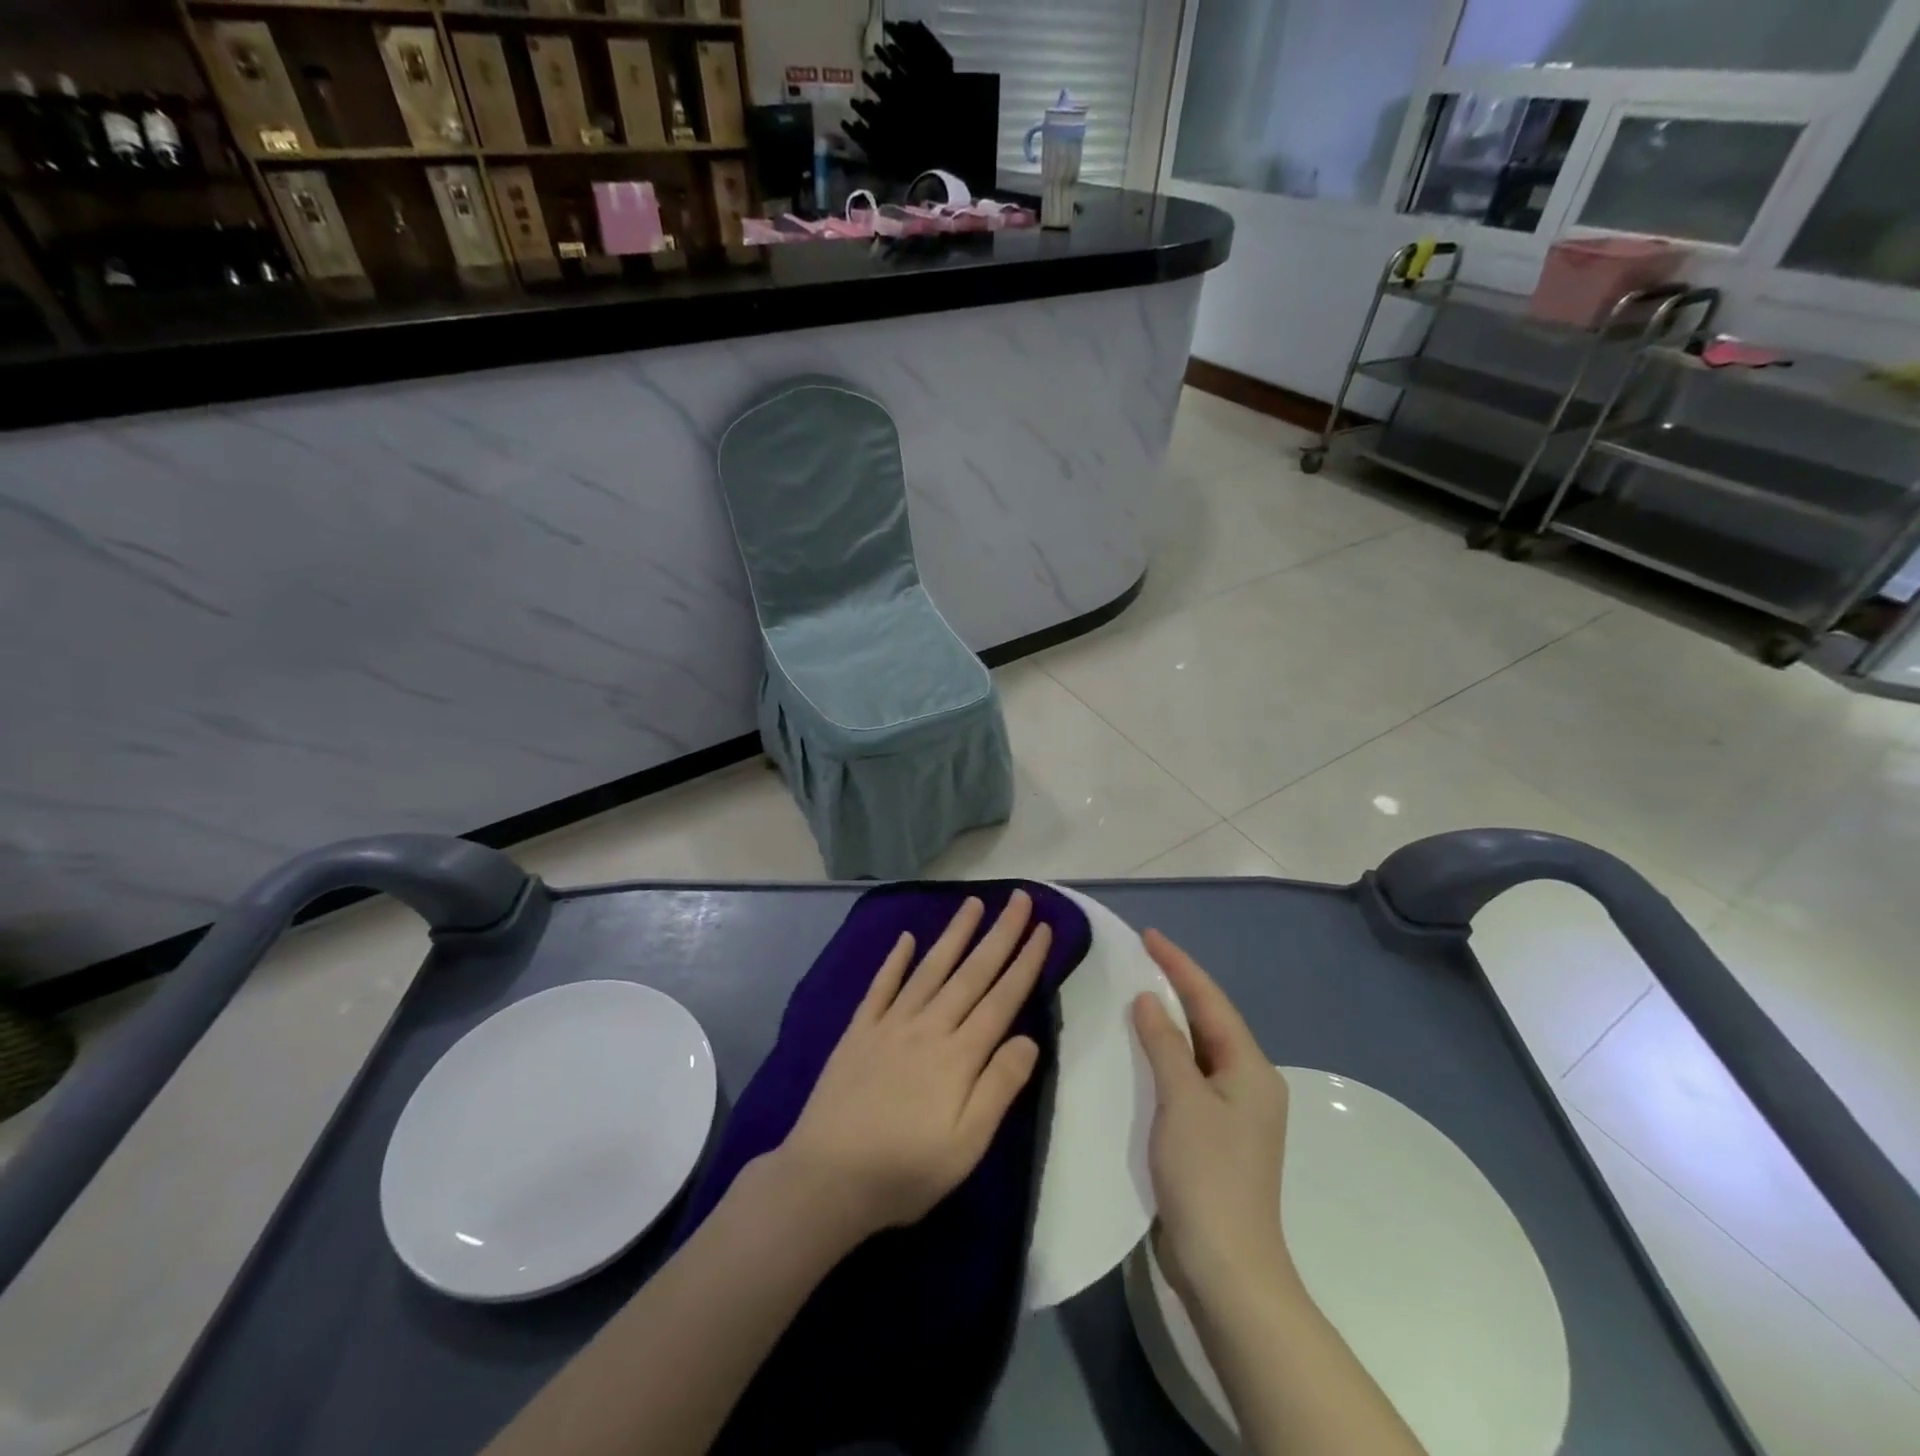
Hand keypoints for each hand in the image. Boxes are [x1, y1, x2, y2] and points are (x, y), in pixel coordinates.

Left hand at [772, 891, 1052, 1245]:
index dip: (1024, 962)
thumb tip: (1029, 1038)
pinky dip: (894, 960)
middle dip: (999, 933)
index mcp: (958, 1055)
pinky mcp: (859, 1031)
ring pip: (930, 968)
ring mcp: (890, 1024)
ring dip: (954, 934)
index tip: (1041, 927)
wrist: (826, 1178)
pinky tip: (905, 938)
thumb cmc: (904, 1170)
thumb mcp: (966, 1145)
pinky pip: (881, 986)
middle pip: (971, 973)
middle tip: (1018, 898)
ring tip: (972, 902)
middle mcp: (928, 1027)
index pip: (1002, 998)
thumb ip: (999, 1087)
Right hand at [1131, 930, 1291, 1303]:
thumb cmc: (1207, 1176)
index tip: (1148, 935)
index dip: (1179, 965)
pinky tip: (1139, 1050)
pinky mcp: (1214, 1136)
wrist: (1226, 1268)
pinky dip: (1165, 1056)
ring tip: (1133, 992)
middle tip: (1138, 958)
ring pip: (1197, 1050)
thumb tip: (1149, 999)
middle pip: (1208, 1021)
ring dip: (1168, 1022)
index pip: (1211, 1001)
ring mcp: (1233, 1113)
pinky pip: (1188, 1077)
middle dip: (1176, 987)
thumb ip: (1165, 1045)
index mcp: (1251, 1069)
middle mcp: (1248, 1084)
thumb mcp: (1183, 1100)